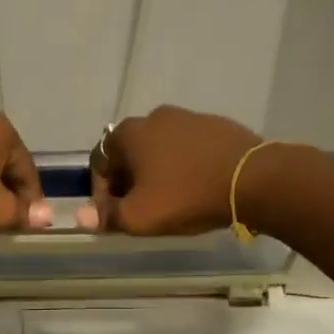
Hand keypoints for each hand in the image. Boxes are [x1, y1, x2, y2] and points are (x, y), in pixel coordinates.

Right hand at [79, 106, 261, 234]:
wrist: (253, 179)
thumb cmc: (186, 196)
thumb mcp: (140, 216)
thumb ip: (107, 216)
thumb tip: (81, 216)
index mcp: (130, 134)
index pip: (99, 161)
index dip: (100, 191)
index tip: (113, 214)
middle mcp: (155, 117)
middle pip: (130, 153)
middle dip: (129, 180)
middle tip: (140, 208)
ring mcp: (188, 117)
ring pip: (160, 148)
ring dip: (157, 171)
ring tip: (170, 199)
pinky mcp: (216, 125)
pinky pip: (188, 147)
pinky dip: (184, 165)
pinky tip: (196, 186)